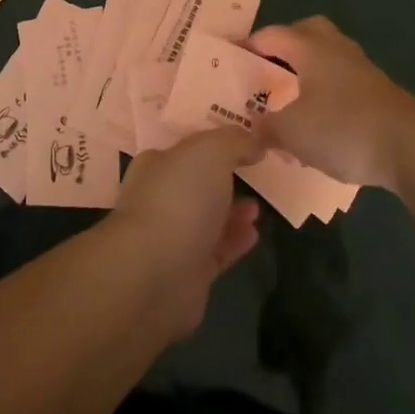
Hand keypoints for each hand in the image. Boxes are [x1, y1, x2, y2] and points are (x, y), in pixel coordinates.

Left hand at [109, 128, 261, 337]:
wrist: (156, 272)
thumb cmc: (179, 198)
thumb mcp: (211, 151)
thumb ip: (234, 141)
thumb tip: (254, 140)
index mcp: (157, 163)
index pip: (186, 146)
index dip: (214, 141)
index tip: (243, 140)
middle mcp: (160, 197)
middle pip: (197, 182)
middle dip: (225, 177)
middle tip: (254, 175)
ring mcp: (172, 236)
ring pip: (208, 217)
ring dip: (233, 210)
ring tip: (258, 206)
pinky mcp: (188, 271)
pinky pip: (216, 249)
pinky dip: (235, 239)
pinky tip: (254, 232)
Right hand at [246, 16, 414, 191]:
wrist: (412, 147)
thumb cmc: (343, 127)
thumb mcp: (292, 132)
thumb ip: (266, 127)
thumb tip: (253, 129)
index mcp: (311, 48)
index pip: (272, 35)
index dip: (249, 44)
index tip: (231, 58)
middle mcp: (336, 50)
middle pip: (307, 32)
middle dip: (285, 46)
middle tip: (267, 68)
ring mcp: (362, 70)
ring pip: (327, 58)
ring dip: (307, 72)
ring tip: (290, 100)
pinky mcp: (379, 94)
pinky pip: (342, 83)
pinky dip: (325, 94)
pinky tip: (318, 124)